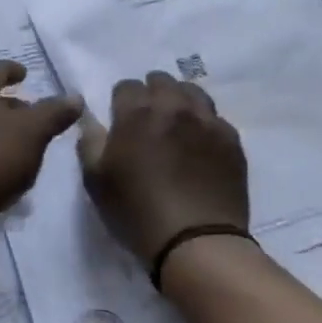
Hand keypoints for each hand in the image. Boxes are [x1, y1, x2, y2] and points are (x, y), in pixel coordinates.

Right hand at [77, 71, 248, 266]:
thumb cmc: (137, 211)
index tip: (120, 119)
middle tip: (148, 120)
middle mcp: (174, 106)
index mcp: (137, 112)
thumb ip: (89, 143)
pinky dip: (205, 123)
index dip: (121, 101)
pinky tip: (201, 144)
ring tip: (177, 123)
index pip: (127, 86)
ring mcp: (207, 121)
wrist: (196, 241)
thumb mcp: (96, 181)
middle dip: (151, 94)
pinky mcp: (231, 140)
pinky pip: (215, 118)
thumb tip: (91, 121)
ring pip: (193, 92)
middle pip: (162, 81)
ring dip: (181, 100)